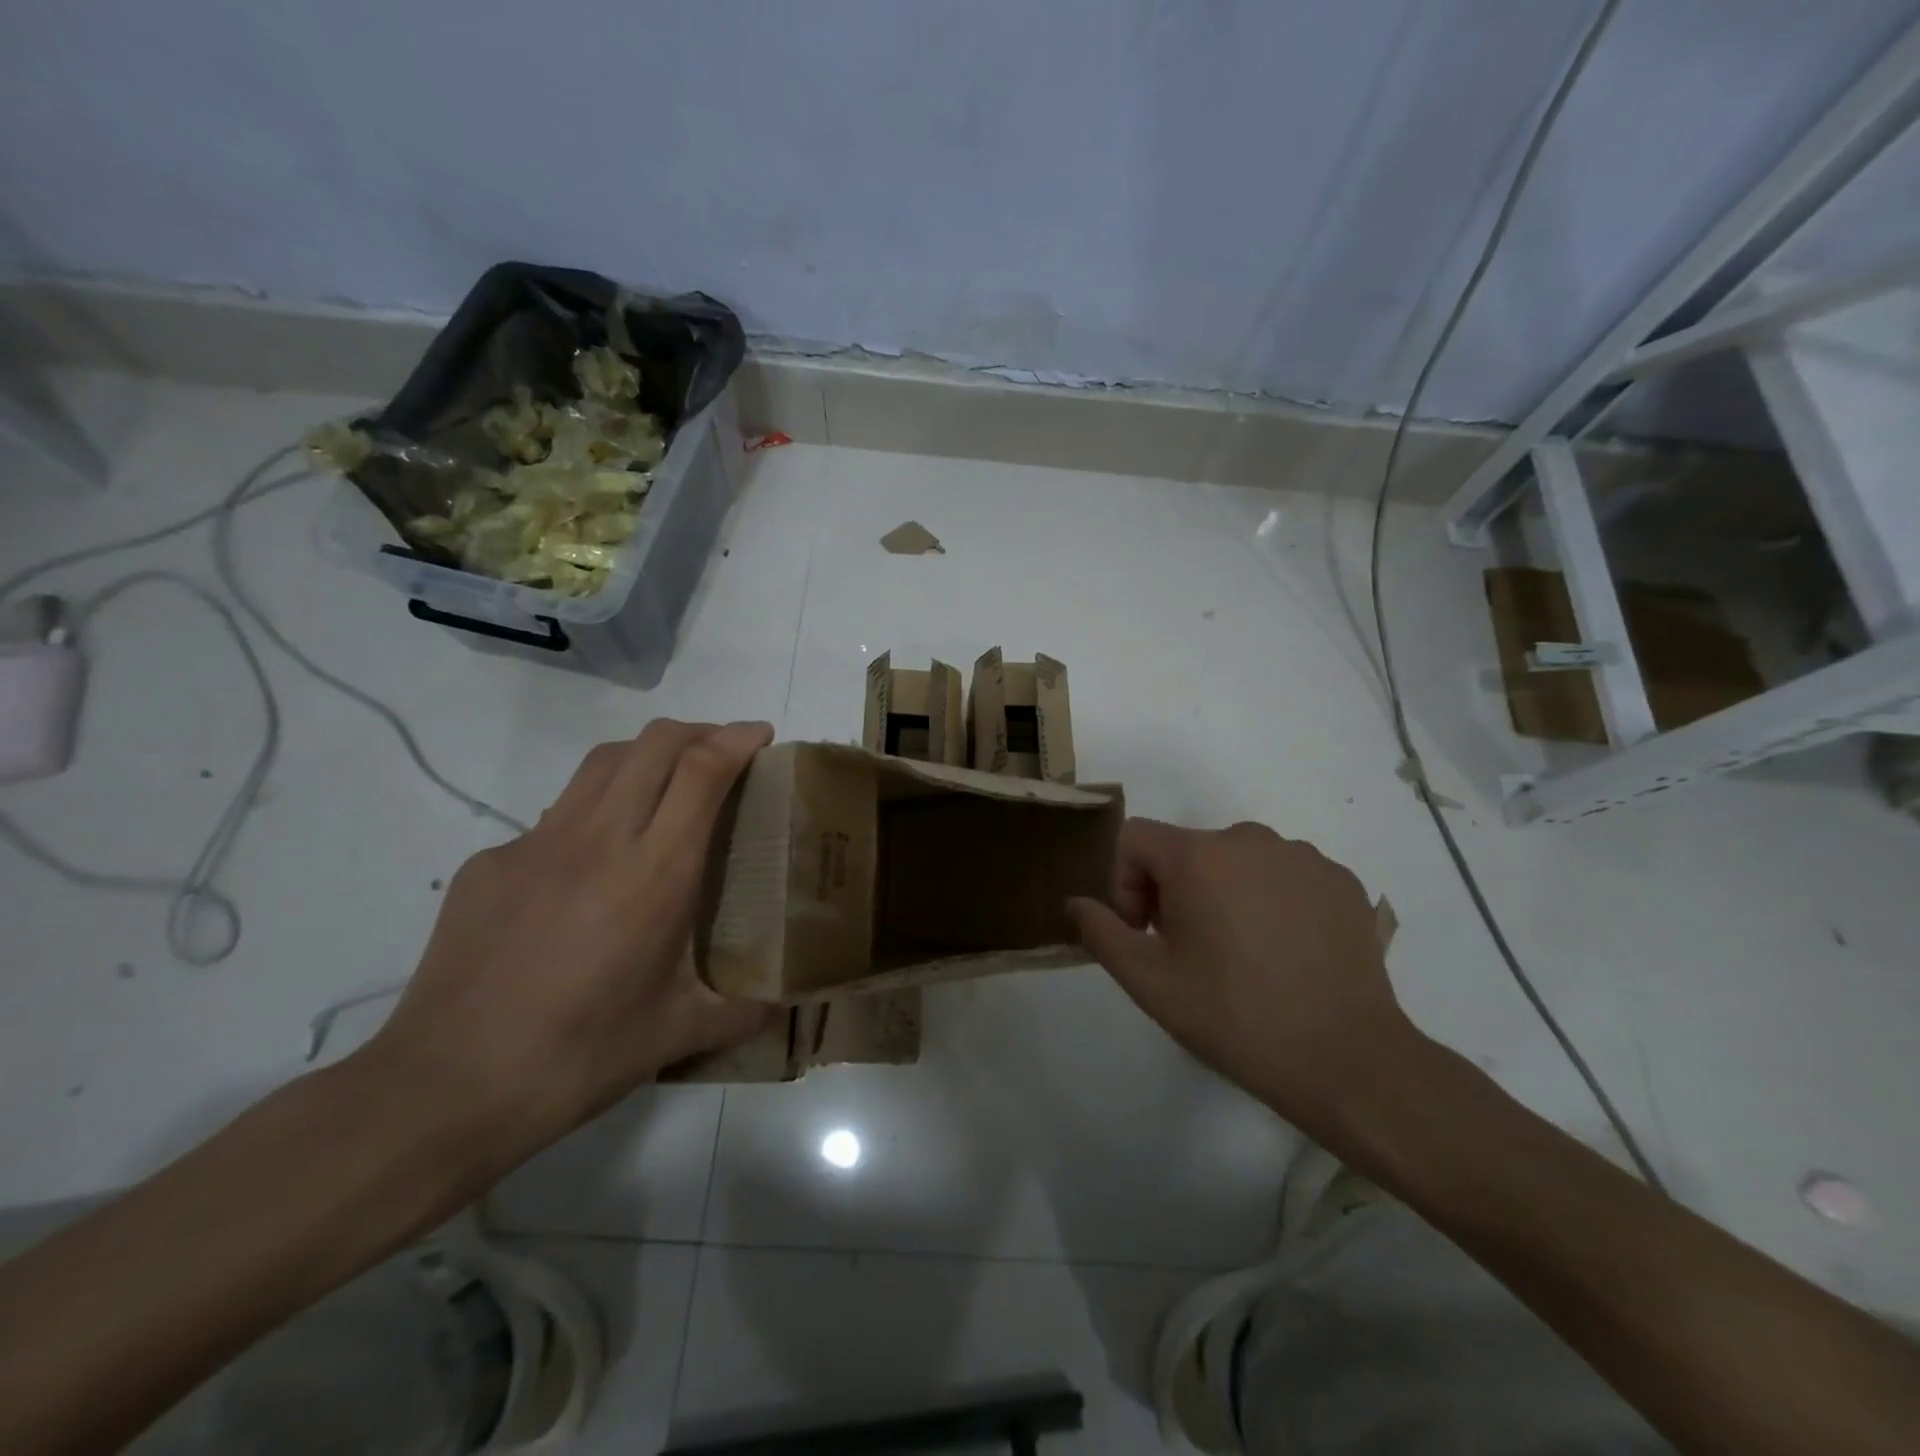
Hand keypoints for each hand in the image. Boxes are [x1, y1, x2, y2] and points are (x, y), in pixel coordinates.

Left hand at [361, 719, 776, 1178]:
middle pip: (653, 743)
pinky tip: (591, 867)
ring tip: (667, 785)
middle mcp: (598, 839)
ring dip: (646, 755)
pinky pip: (555, 816)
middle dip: (698, 731)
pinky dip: (593, 813)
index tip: (761, 735)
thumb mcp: (676, 1035)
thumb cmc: (577, 1058)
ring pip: (602, 763)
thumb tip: (787, 1004)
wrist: (444, 1089)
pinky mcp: (490, 863)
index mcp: (654, 874)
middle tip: (723, 754)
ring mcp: (535, 844)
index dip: (737, 739)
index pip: (702, 771)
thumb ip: (743, 1010)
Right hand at [1068, 819, 1421, 1137]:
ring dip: (1223, 895)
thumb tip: (1075, 903)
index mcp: (1198, 855)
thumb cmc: (1234, 1016)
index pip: (1135, 839)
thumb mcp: (1148, 981)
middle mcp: (1250, 838)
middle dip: (1174, 892)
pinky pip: (1284, 875)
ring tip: (1242, 956)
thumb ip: (1100, 931)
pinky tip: (1286, 954)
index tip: (1145, 934)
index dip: (1124, 884)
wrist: (1347, 1059)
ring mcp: (1302, 856)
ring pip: (1237, 862)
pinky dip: (1272, 901)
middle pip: (1186, 850)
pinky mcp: (1341, 880)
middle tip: (1190, 952)